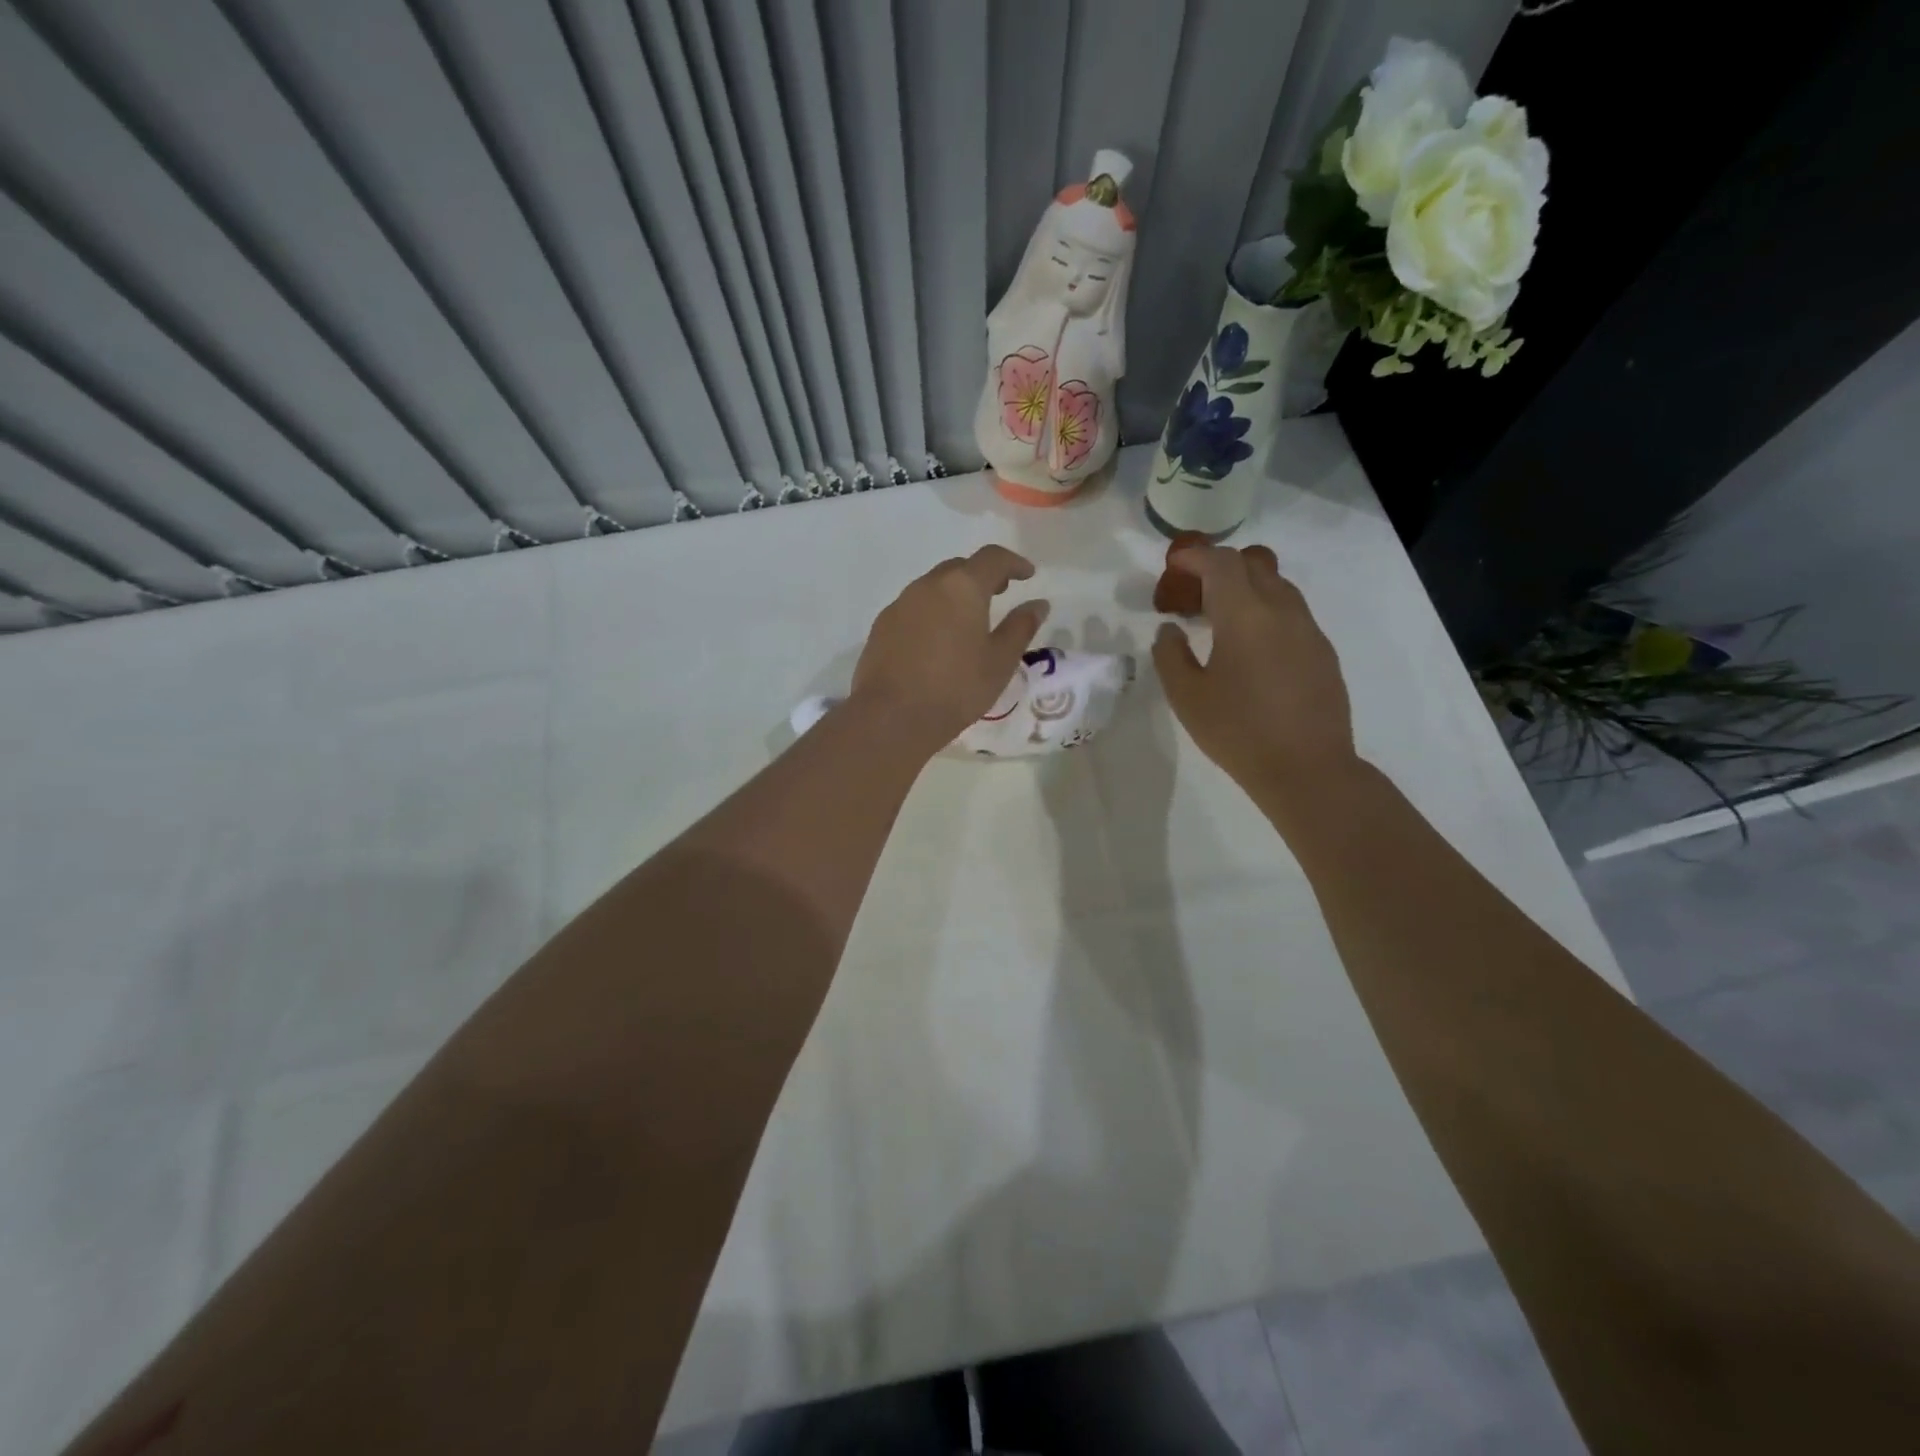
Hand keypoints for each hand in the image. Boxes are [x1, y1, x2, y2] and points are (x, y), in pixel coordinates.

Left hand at [851, 546, 1049, 753]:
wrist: (892, 717)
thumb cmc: (956, 688)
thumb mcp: (1000, 661)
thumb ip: (1021, 627)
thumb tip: (1038, 604)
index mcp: (962, 587)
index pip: (992, 558)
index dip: (1013, 562)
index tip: (1028, 575)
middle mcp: (927, 586)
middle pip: (959, 568)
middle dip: (982, 575)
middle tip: (1000, 592)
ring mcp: (899, 605)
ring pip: (933, 587)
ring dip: (954, 594)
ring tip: (969, 619)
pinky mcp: (881, 627)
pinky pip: (913, 609)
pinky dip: (932, 613)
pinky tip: (937, 641)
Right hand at [1153, 544, 1356, 793]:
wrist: (1307, 769)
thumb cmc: (1238, 732)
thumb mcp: (1186, 697)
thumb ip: (1170, 655)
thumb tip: (1170, 630)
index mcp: (1245, 615)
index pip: (1221, 563)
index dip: (1195, 556)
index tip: (1174, 565)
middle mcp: (1282, 610)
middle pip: (1254, 564)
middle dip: (1220, 566)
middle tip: (1193, 592)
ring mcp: (1308, 630)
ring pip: (1277, 585)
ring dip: (1246, 588)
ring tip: (1219, 618)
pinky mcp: (1323, 651)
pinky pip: (1291, 613)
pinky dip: (1265, 611)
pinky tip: (1250, 647)